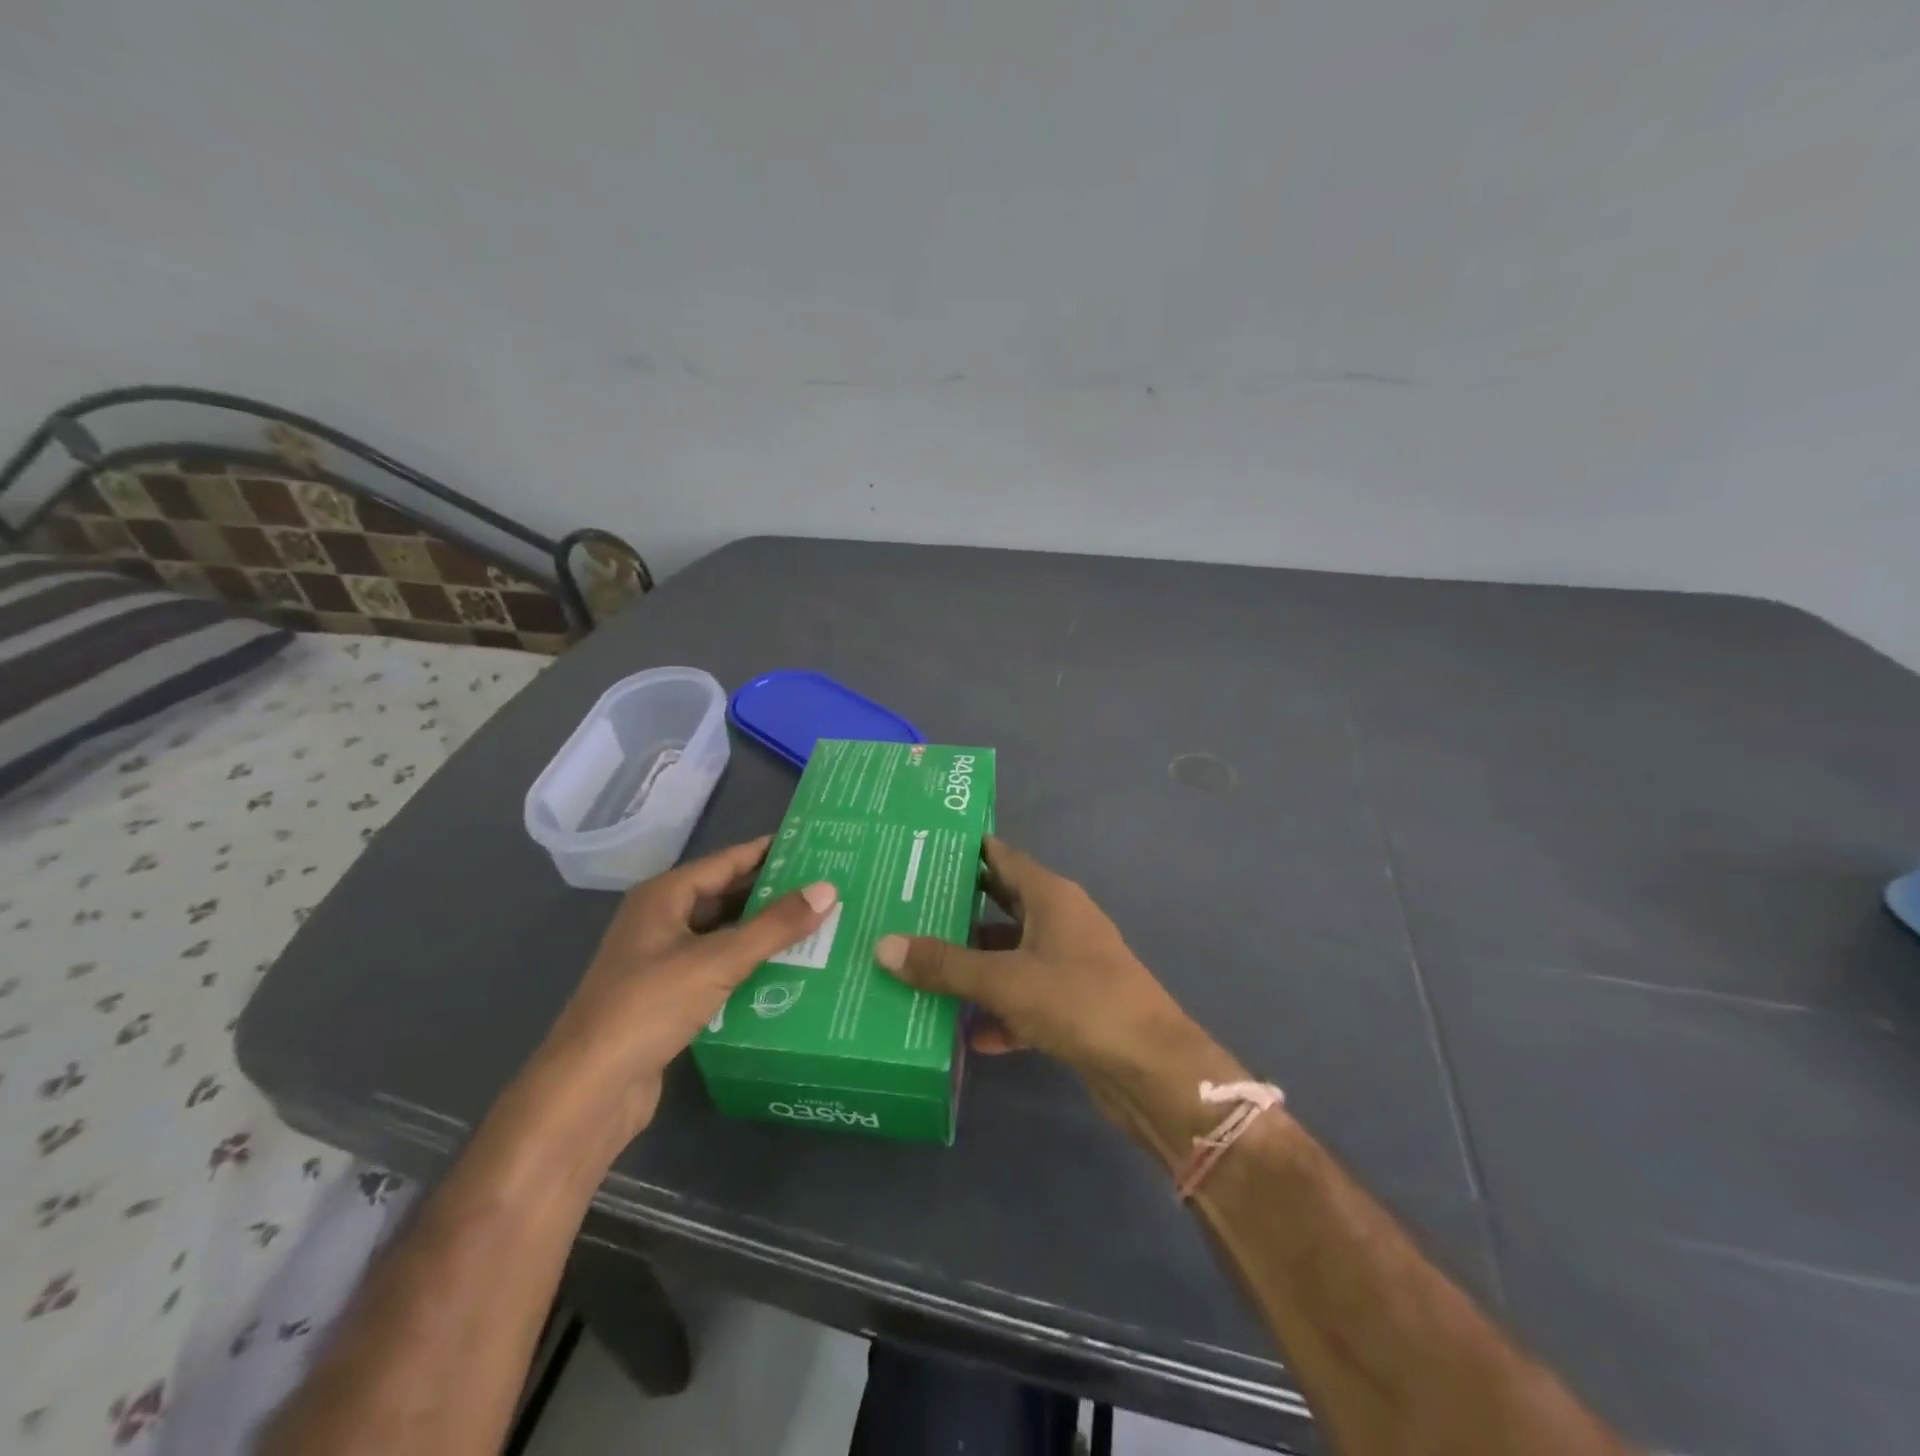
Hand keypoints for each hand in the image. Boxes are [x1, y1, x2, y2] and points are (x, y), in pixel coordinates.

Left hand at [538, 837, 836, 1138]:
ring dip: (764, 933)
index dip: (769, 852)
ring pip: (724, 935)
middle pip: (726, 896)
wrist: (588, 1093)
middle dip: (773, 894)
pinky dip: (750, 967)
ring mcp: (662, 961)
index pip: (727, 861)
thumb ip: (775, 926)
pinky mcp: (669, 999)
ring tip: (819, 927)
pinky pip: (719, 969)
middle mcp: (661, 921)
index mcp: (664, 897)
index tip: (816, 847)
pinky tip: (788, 972)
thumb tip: (828, 889)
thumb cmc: (648, 1007)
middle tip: (827, 889)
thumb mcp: (718, 961)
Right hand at [874, 837, 1198, 1079]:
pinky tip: (964, 1034)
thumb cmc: (1079, 1002)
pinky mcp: (1072, 1006)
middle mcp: (1060, 922)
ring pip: (1009, 956)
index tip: (919, 850)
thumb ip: (945, 964)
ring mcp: (1068, 964)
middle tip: (904, 910)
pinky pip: (1023, 999)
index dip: (963, 851)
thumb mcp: (1005, 980)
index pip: (1001, 857)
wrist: (1150, 1070)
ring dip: (973, 967)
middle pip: (1000, 906)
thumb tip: (884, 945)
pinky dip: (998, 1012)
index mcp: (1051, 896)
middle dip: (956, 911)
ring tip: (918, 971)